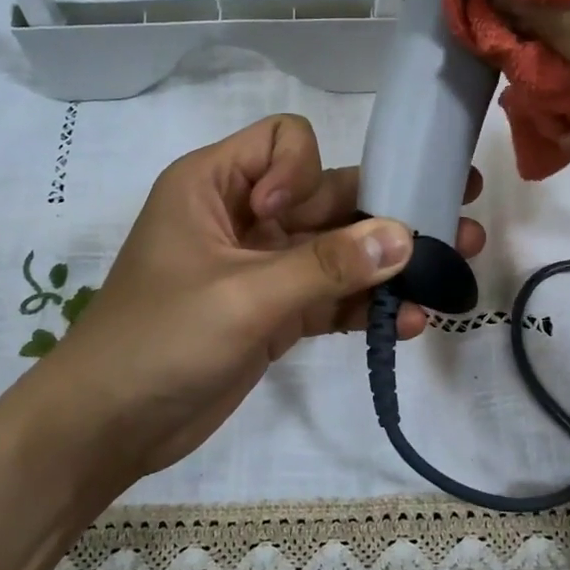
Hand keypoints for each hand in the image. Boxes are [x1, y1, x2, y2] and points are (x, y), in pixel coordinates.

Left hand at [21, 114, 482, 498]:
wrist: (109, 428)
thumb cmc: (158, 341)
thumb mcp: (242, 297)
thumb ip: (325, 267)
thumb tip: (406, 236)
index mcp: (215, 185)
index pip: (284, 142)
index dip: (304, 172)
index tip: (287, 219)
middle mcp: (244, 217)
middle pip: (328, 197)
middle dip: (389, 209)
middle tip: (460, 208)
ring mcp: (263, 268)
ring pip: (338, 251)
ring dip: (390, 262)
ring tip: (455, 270)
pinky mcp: (275, 315)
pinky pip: (331, 298)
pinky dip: (366, 307)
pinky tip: (413, 321)